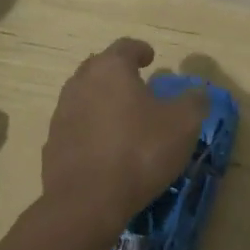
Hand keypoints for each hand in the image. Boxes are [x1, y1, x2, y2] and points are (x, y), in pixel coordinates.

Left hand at [41, 39, 206, 233]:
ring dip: (102, 101)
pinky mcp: (52, 144)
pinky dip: (90, 129)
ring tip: (122, 118)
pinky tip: (105, 148)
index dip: (141, 50)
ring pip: (85, 96)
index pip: (126, 46)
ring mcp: (62, 113)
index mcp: (111, 68)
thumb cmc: (138, 151)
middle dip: (118, 73)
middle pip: (100, 67)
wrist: (85, 203)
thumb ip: (194, 102)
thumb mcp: (183, 124)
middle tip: (138, 86)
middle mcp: (81, 82)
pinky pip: (76, 126)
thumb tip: (197, 94)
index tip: (151, 58)